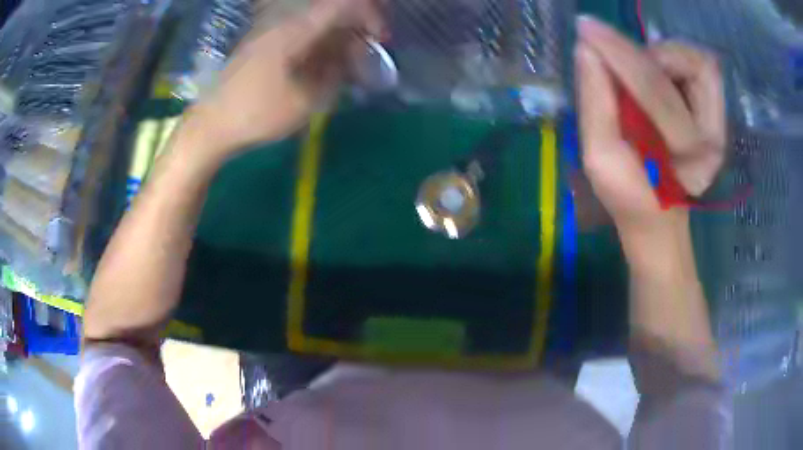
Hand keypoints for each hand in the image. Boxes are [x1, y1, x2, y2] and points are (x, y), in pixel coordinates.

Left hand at [188, 0, 382, 157]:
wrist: (210, 125)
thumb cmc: (256, 113)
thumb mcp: (304, 101)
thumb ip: (335, 75)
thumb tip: (351, 58)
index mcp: (294, 30)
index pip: (342, 4)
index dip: (369, 15)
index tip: (380, 39)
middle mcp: (283, 23)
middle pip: (330, 12)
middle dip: (356, 29)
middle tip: (367, 56)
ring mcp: (272, 33)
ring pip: (316, 25)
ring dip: (338, 40)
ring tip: (348, 67)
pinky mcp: (265, 46)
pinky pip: (301, 36)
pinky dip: (320, 47)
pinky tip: (324, 68)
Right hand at [575, 17, 725, 234]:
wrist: (660, 210)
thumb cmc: (630, 192)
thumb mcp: (600, 159)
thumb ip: (594, 103)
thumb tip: (586, 50)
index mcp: (689, 161)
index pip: (658, 93)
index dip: (620, 56)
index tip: (585, 31)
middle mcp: (714, 137)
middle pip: (682, 68)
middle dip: (633, 49)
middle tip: (595, 35)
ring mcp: (719, 121)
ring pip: (694, 59)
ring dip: (657, 54)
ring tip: (635, 71)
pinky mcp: (715, 109)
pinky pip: (696, 63)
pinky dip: (670, 57)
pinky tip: (654, 73)